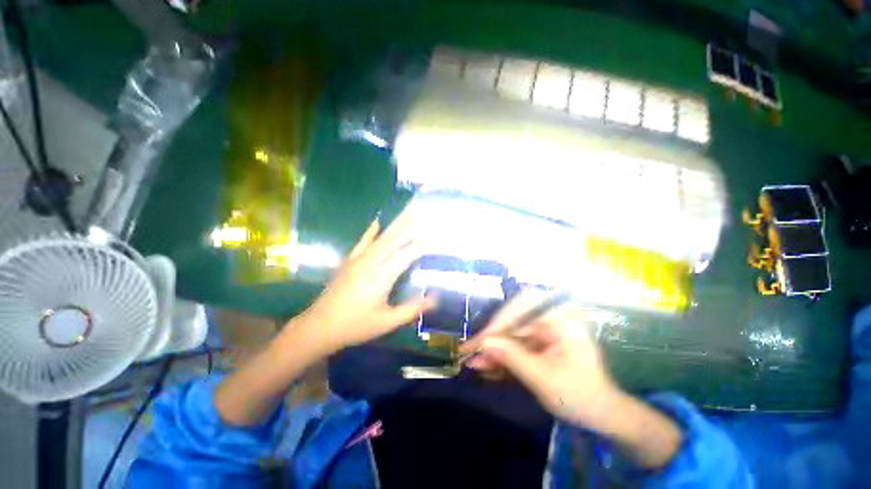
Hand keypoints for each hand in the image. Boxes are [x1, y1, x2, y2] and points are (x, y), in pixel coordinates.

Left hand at [294, 204, 435, 351]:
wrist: (319, 326)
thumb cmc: (356, 326)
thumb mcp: (387, 322)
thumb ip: (412, 308)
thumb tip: (435, 297)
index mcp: (381, 277)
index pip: (405, 256)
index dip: (420, 246)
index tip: (433, 236)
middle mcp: (370, 263)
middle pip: (393, 240)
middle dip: (408, 225)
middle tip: (421, 212)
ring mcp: (358, 260)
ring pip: (380, 238)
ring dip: (395, 225)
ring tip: (407, 212)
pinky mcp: (349, 261)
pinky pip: (362, 242)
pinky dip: (371, 231)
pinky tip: (377, 222)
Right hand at [460, 291, 617, 427]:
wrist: (602, 416)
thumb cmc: (580, 396)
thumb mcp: (543, 378)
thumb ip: (511, 357)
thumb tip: (482, 343)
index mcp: (561, 319)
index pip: (523, 306)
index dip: (500, 320)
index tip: (482, 339)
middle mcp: (551, 319)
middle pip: (513, 320)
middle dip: (493, 338)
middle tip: (471, 351)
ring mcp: (545, 331)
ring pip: (512, 334)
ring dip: (494, 349)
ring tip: (475, 363)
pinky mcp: (540, 343)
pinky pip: (516, 345)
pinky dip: (503, 356)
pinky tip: (488, 367)